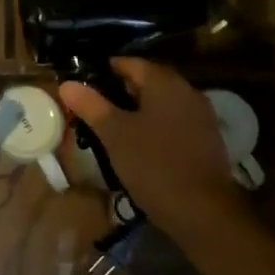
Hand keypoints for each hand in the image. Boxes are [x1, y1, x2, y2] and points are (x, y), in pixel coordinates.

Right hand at [60, 58, 252, 256]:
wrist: (204, 211)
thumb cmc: (154, 164)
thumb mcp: (115, 134)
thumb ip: (91, 106)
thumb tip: (67, 84)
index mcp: (164, 83)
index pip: (131, 63)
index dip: (106, 70)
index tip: (85, 84)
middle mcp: (187, 91)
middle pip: (149, 81)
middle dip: (122, 91)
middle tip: (96, 107)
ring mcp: (201, 116)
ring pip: (163, 103)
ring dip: (140, 110)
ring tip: (115, 127)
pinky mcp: (207, 140)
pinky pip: (175, 121)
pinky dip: (157, 126)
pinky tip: (142, 145)